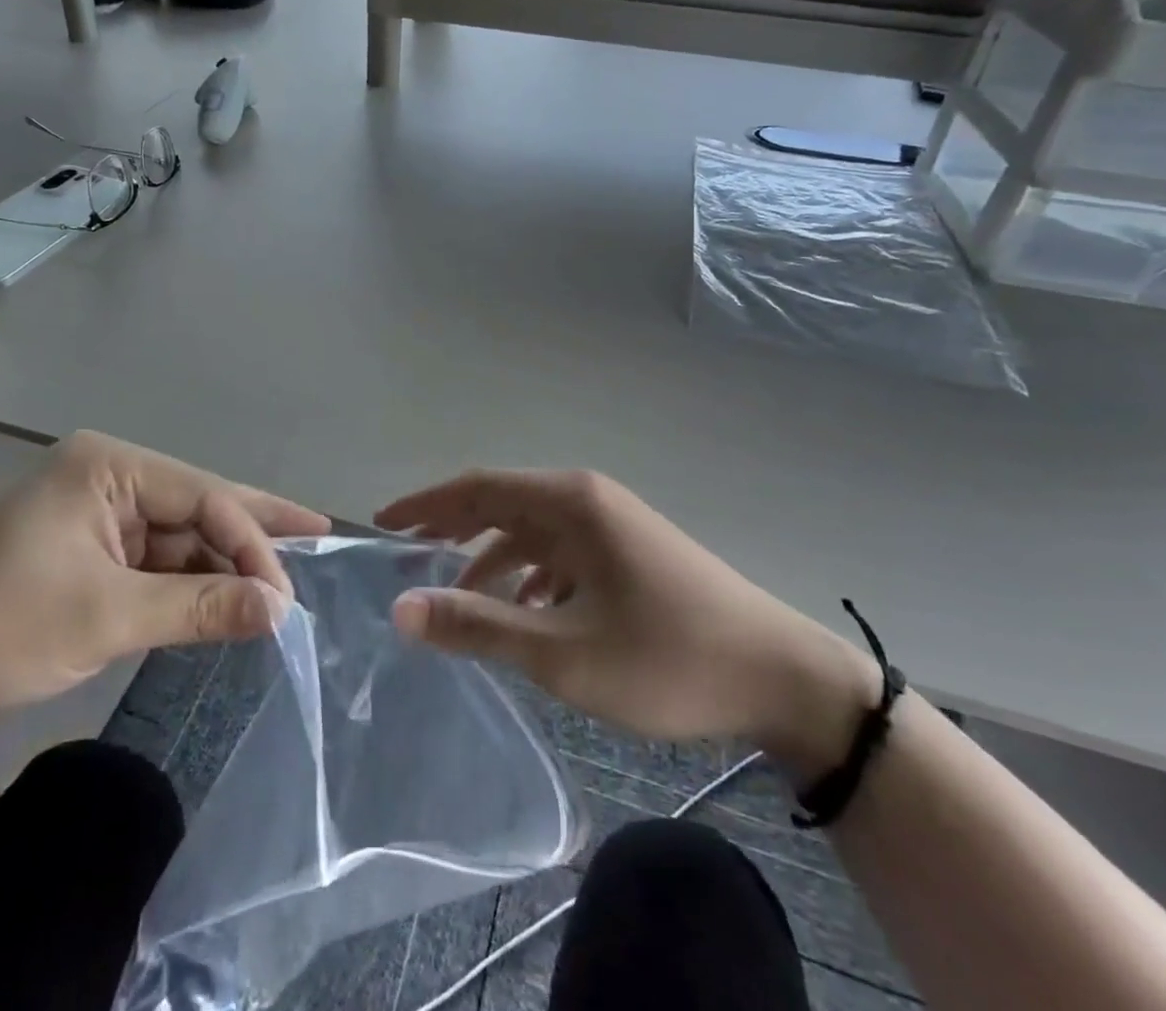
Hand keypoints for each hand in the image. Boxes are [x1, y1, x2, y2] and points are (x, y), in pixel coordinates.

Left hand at [0, 432, 329, 743]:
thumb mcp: (106, 616)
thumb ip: (199, 606)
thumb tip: (280, 611)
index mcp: (109, 465)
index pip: (203, 496)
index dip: (251, 542)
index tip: (285, 597)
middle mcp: (107, 476)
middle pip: (196, 504)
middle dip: (252, 530)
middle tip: (318, 534)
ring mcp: (94, 512)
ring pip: (177, 534)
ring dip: (220, 563)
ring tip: (278, 580)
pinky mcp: (84, 549)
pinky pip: (152, 559)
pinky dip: (186, 581)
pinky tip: (223, 595)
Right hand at [377, 470, 877, 778]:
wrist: (782, 678)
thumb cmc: (666, 658)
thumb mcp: (562, 651)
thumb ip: (478, 626)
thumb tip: (401, 608)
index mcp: (570, 501)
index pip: (477, 487)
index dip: (425, 505)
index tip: (383, 525)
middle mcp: (587, 498)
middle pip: (502, 503)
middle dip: (452, 530)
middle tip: (406, 558)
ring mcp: (612, 523)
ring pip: (531, 531)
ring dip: (491, 560)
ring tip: (457, 601)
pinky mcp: (629, 551)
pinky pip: (561, 553)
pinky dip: (530, 577)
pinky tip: (523, 615)